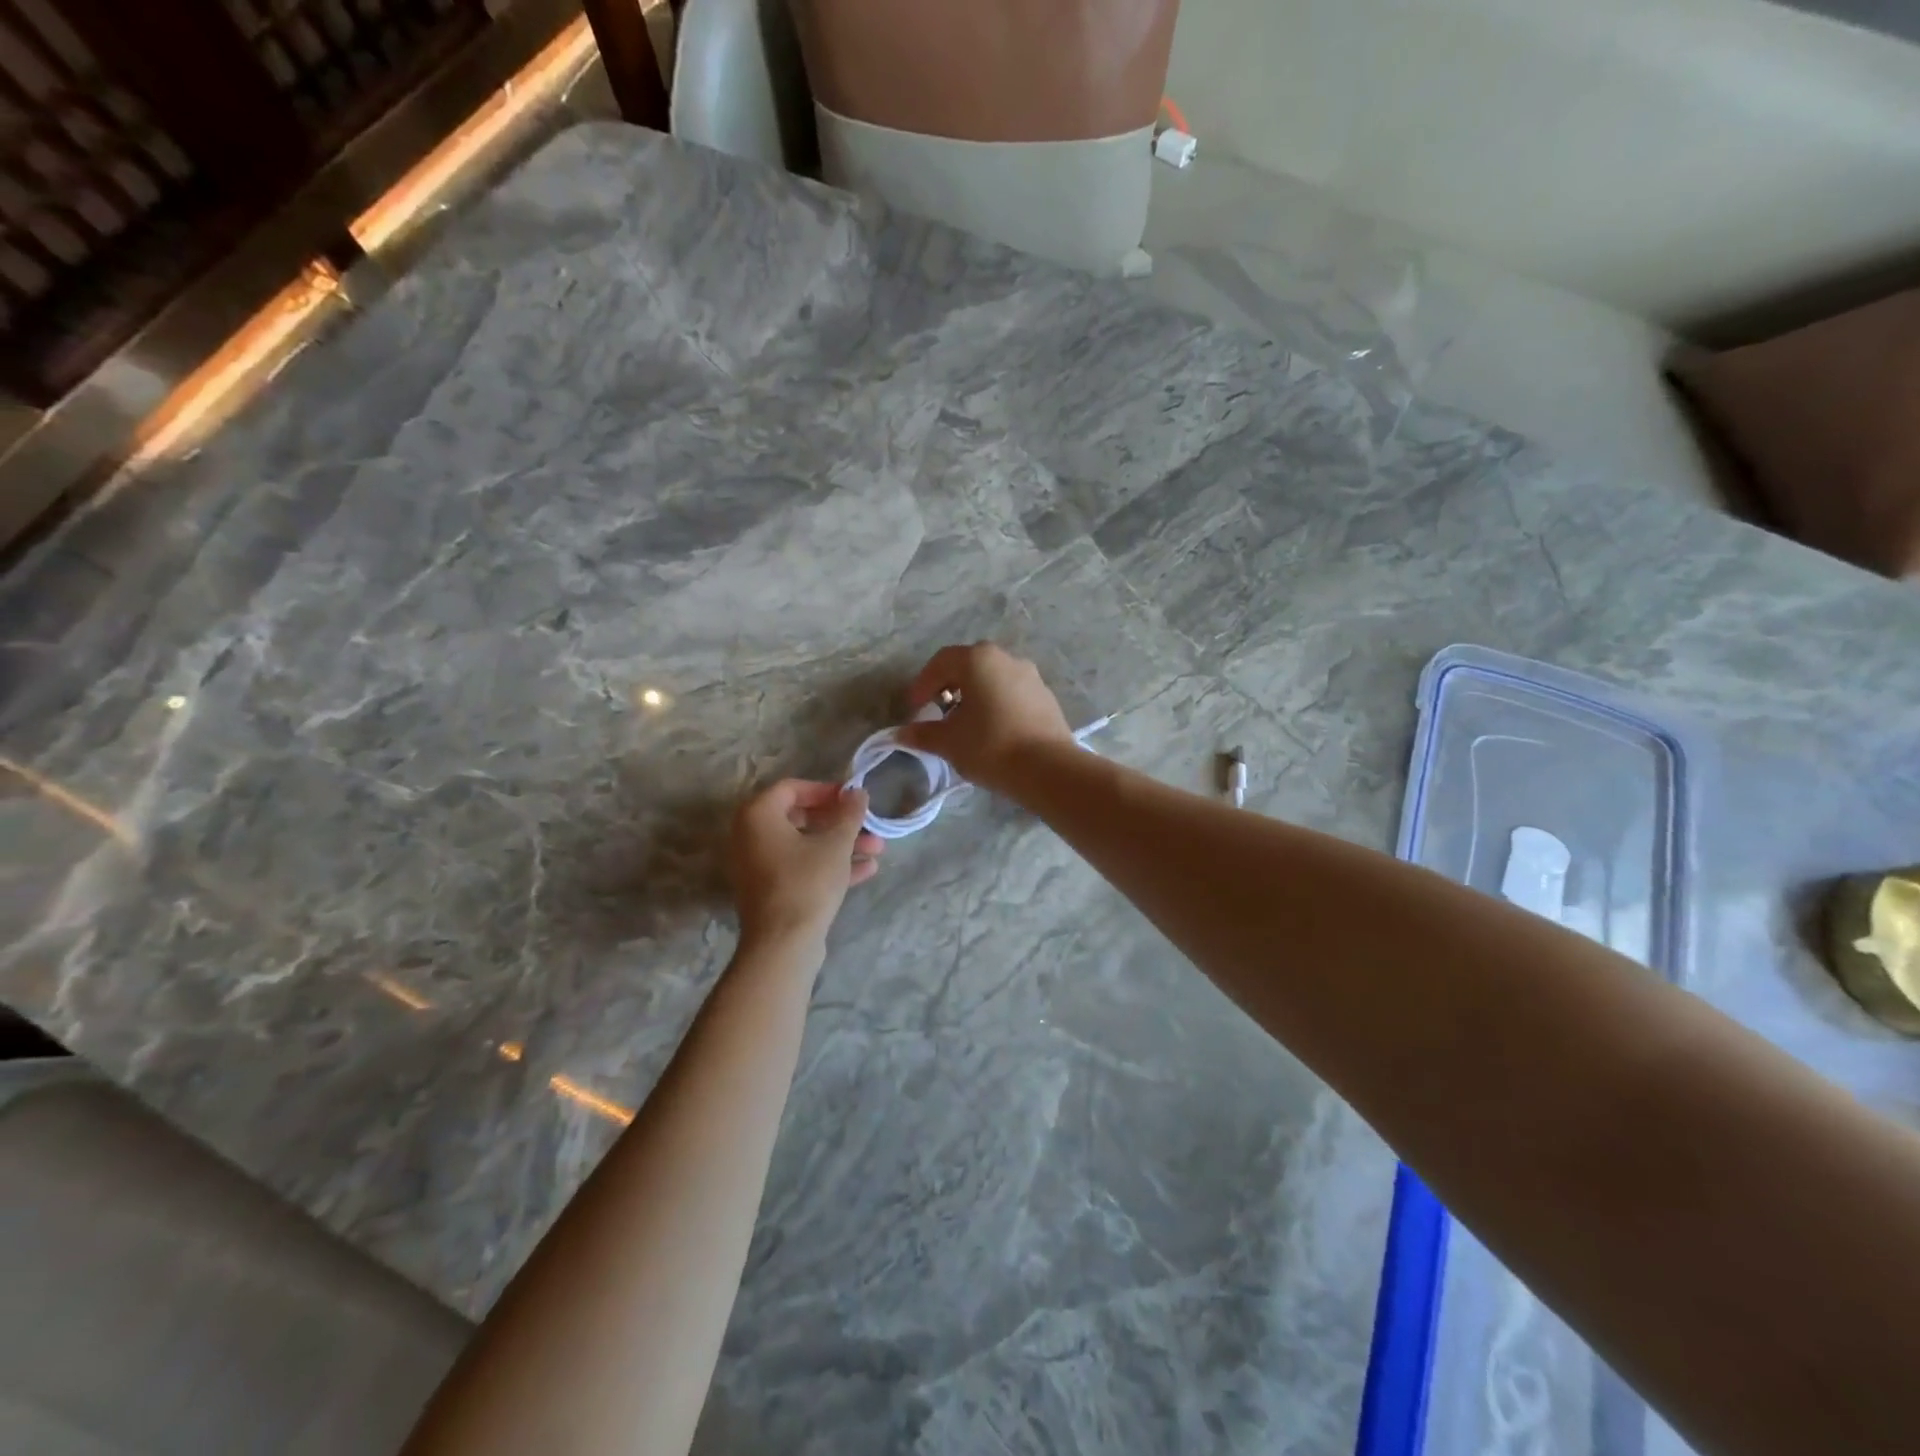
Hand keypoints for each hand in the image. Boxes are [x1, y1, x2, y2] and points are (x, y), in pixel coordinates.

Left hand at [728, 780, 881, 952]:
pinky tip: (866, 870)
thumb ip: (849, 813)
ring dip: (841, 845)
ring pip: (804, 845)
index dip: (826, 790)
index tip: (852, 798)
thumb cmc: (807, 882)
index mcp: (758, 816)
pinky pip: (801, 867)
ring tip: (877, 849)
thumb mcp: (836, 844)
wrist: (783, 944)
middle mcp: (750, 836)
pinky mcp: (770, 890)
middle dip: (839, 822)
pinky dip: (828, 865)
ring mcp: (758, 866)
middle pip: (800, 817)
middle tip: (867, 825)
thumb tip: (857, 792)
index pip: (792, 788)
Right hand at [896, 642, 1075, 793]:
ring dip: (975, 695)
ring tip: (965, 723)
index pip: (940, 662)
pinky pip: (1012, 692)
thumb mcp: (949, 742)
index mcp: (977, 660)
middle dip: (949, 686)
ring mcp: (1030, 675)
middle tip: (938, 710)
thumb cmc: (990, 746)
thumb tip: (901, 734)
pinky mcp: (1046, 696)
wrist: (1048, 768)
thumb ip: (922, 733)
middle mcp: (1006, 658)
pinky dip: (996, 704)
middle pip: (969, 665)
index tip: (914, 709)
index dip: (922, 684)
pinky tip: (993, 730)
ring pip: (993, 678)